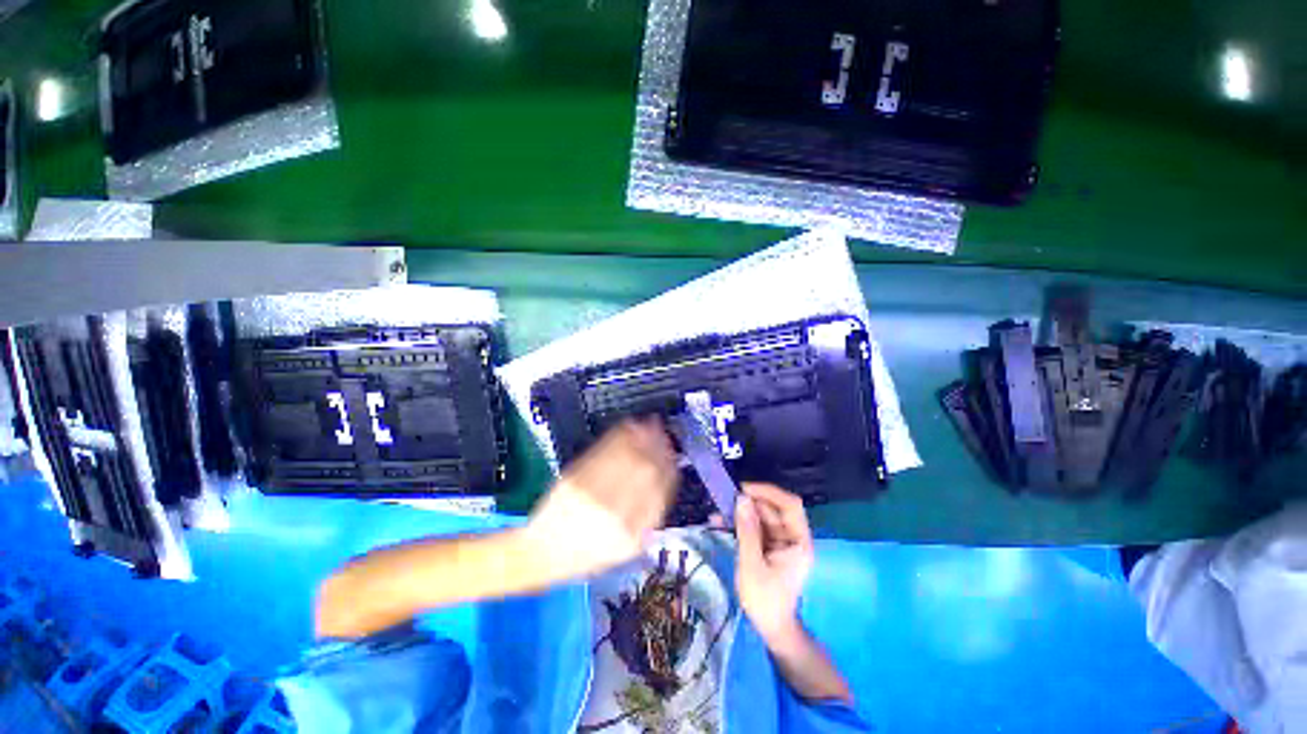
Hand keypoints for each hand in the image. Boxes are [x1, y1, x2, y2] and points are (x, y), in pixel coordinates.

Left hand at [526, 417, 678, 576]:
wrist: (543, 552)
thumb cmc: (589, 554)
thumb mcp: (626, 549)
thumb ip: (649, 518)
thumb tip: (667, 478)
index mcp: (632, 537)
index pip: (659, 495)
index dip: (669, 469)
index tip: (673, 454)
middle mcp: (615, 517)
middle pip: (647, 472)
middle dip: (659, 447)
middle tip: (664, 433)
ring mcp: (593, 497)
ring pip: (628, 458)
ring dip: (643, 437)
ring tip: (651, 424)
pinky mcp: (574, 481)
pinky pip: (604, 453)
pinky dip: (620, 436)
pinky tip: (629, 426)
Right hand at [734, 482, 814, 644]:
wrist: (771, 630)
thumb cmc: (765, 600)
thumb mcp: (752, 564)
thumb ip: (747, 530)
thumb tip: (741, 499)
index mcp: (798, 542)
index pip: (790, 505)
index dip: (769, 492)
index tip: (744, 488)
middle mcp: (793, 537)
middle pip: (773, 510)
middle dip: (750, 503)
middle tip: (725, 501)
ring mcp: (781, 542)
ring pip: (762, 517)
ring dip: (741, 513)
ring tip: (718, 513)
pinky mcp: (770, 547)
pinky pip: (756, 528)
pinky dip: (740, 524)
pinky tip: (721, 522)